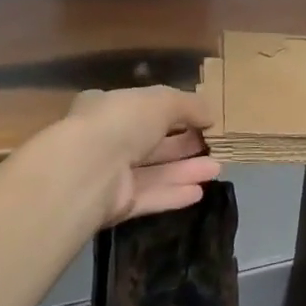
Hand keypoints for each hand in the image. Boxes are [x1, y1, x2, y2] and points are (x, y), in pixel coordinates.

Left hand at [48, 85, 222, 227]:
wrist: (87, 170)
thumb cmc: (123, 121)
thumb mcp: (163, 100)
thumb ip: (189, 105)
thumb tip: (211, 115)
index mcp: (109, 107)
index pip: (143, 108)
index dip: (173, 113)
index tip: (200, 119)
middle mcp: (107, 140)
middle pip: (152, 142)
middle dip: (184, 144)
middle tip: (213, 145)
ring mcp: (110, 174)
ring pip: (154, 171)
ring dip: (185, 170)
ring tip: (217, 169)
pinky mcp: (115, 205)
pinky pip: (150, 196)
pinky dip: (173, 194)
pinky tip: (199, 192)